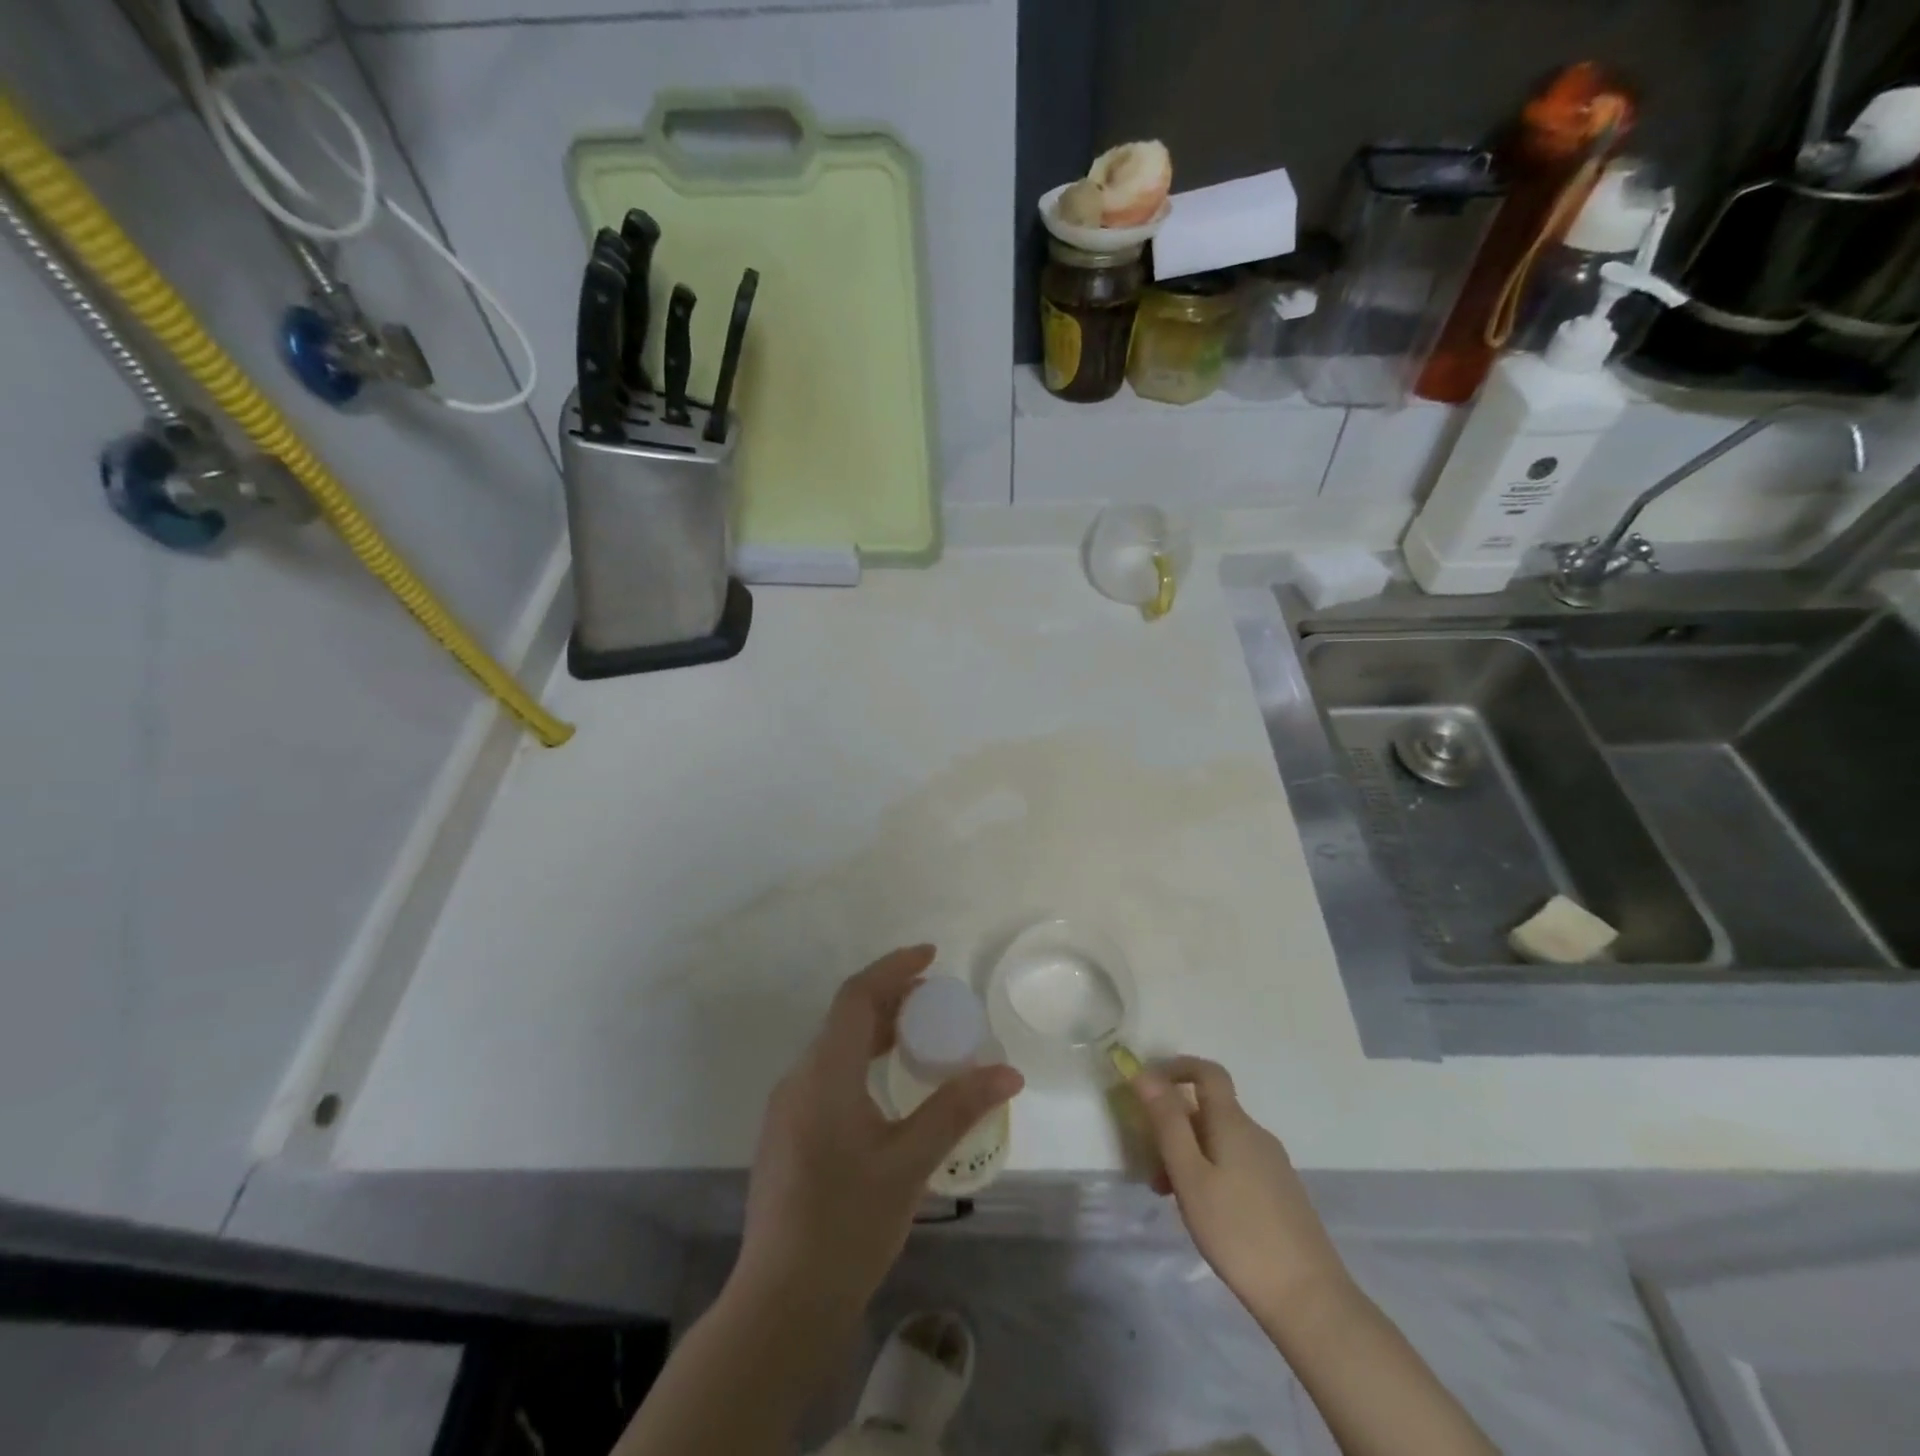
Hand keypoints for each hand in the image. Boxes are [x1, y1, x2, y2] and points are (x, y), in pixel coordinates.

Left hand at [733, 946, 1023, 1315]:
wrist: (781, 1304)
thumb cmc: (848, 1226)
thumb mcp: (910, 1163)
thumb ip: (957, 1109)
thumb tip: (1009, 1073)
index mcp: (824, 1074)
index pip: (856, 996)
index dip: (894, 968)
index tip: (931, 956)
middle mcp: (799, 1079)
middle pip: (845, 1018)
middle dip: (890, 999)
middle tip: (935, 1001)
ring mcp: (787, 1108)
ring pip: (834, 1047)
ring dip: (875, 1031)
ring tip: (919, 1038)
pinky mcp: (786, 1134)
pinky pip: (826, 1075)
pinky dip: (860, 1061)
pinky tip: (886, 1088)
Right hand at [1133, 1056, 1348, 1325]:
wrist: (1310, 1300)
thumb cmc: (1238, 1232)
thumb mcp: (1190, 1176)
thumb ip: (1167, 1123)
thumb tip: (1145, 1074)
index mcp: (1234, 1123)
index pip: (1207, 1072)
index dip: (1176, 1067)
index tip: (1147, 1086)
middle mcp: (1256, 1134)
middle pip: (1209, 1110)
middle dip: (1175, 1126)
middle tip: (1151, 1165)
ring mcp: (1273, 1164)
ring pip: (1220, 1141)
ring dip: (1190, 1154)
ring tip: (1172, 1198)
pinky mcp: (1281, 1193)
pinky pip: (1236, 1163)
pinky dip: (1211, 1172)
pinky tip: (1205, 1214)